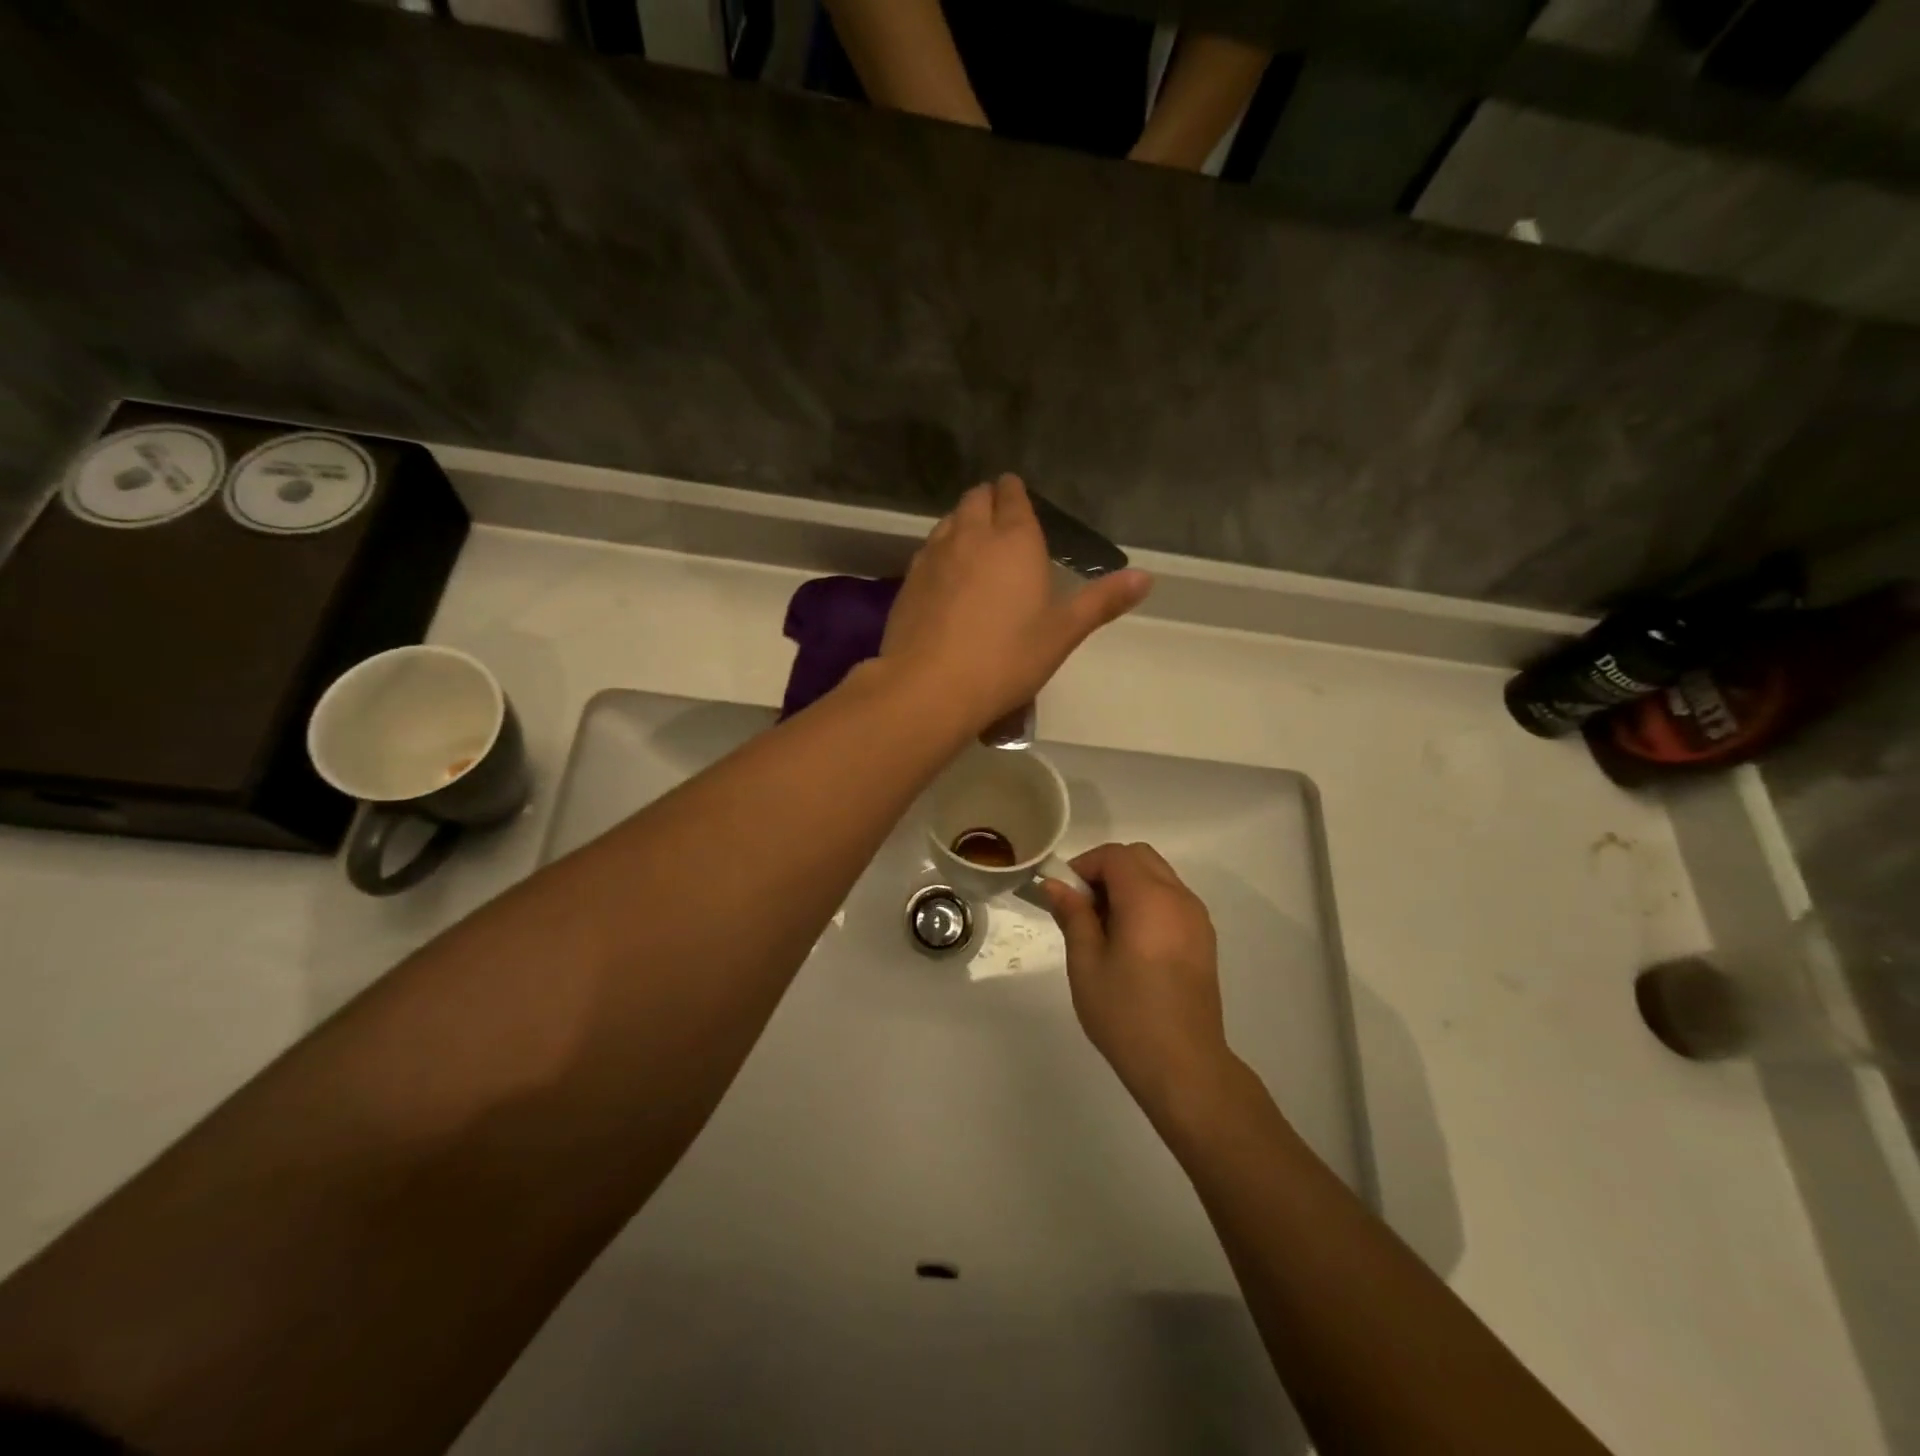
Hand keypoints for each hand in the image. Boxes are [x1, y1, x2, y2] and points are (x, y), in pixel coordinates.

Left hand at [881, 475, 1150, 731]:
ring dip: (962, 523)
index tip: (1017, 496)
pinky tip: (945, 576)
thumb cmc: (1006, 660)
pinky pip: (927, 550)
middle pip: (976, 500)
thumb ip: (1101, 601)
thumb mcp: (1062, 634)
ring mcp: (933, 555)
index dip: (1015, 493)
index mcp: (1014, 541)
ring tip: (974, 543)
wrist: (930, 687)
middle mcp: (971, 536)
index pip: (1013, 497)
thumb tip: (1146, 577)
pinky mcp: (908, 581)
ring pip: (948, 521)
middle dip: (989, 501)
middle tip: (1000, 518)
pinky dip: (940, 551)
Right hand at [1042, 843, 1230, 1115]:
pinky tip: (1131, 942)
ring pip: (1158, 876)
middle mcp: (1179, 898)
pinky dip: (1147, 901)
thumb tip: (1056, 885)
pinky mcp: (1204, 938)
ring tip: (1104, 927)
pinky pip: (1172, 899)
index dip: (1084, 865)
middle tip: (1082, 907)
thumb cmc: (1126, 1014)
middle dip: (1106, 870)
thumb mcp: (1086, 964)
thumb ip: (1073, 915)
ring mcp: (1197, 918)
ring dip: (1128, 885)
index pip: (1114, 855)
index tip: (1065, 895)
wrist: (1184, 1066)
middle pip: (1140, 857)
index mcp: (1149, 899)